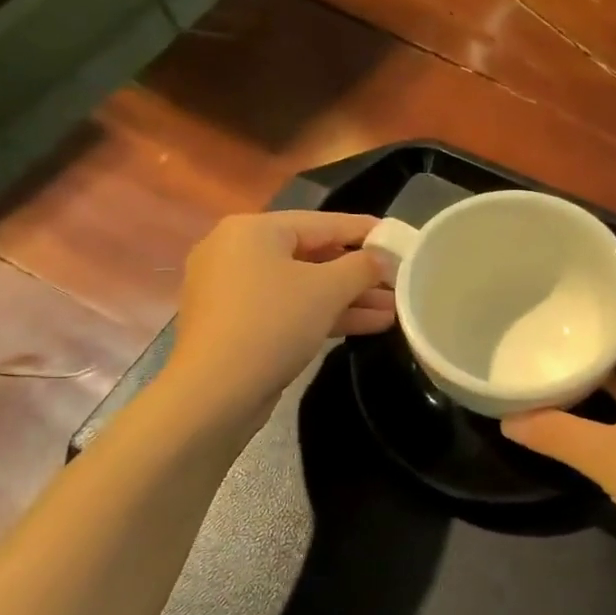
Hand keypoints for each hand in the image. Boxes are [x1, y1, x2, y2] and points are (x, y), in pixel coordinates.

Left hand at [167, 211, 392, 424]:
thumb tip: (382, 258)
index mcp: (254, 230)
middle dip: (359, 273)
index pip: (322, 222)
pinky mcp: (238, 326)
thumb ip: (361, 267)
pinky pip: (290, 310)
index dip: (364, 230)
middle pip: (312, 255)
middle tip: (399, 280)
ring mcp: (235, 292)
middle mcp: (238, 252)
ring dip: (349, 298)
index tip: (398, 238)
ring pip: (303, 287)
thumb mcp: (327, 289)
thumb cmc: (273, 324)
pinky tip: (369, 325)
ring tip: (395, 309)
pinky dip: (325, 315)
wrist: (216, 392)